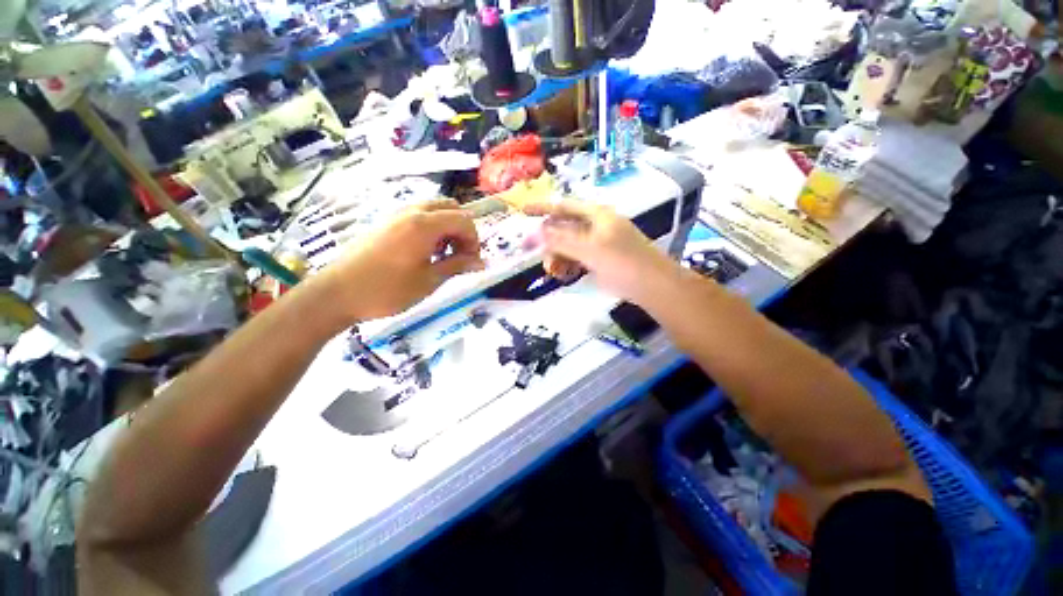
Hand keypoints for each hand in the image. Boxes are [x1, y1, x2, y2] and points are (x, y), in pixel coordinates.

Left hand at [317, 199, 484, 322]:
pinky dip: (432, 228)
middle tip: (460, 255)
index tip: (472, 262)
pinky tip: (425, 252)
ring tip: (443, 255)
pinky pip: (418, 215)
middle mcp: (412, 212)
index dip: (474, 240)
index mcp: (424, 225)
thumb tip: (482, 263)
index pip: (464, 220)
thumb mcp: (429, 281)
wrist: (338, 293)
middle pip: (451, 208)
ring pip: (434, 209)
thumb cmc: (388, 290)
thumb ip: (457, 266)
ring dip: (447, 228)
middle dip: (462, 230)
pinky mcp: (386, 222)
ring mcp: (397, 214)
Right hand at [523, 199, 680, 304]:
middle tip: (538, 257)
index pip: (564, 206)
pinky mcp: (600, 259)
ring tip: (554, 272)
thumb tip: (535, 233)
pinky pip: (577, 258)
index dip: (543, 208)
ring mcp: (598, 243)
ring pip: (569, 246)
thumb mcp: (590, 249)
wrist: (653, 286)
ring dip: (558, 257)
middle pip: (564, 229)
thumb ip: (561, 241)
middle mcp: (596, 226)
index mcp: (596, 216)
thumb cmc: (623, 263)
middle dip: (550, 243)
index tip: (522, 211)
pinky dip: (568, 265)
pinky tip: (564, 275)